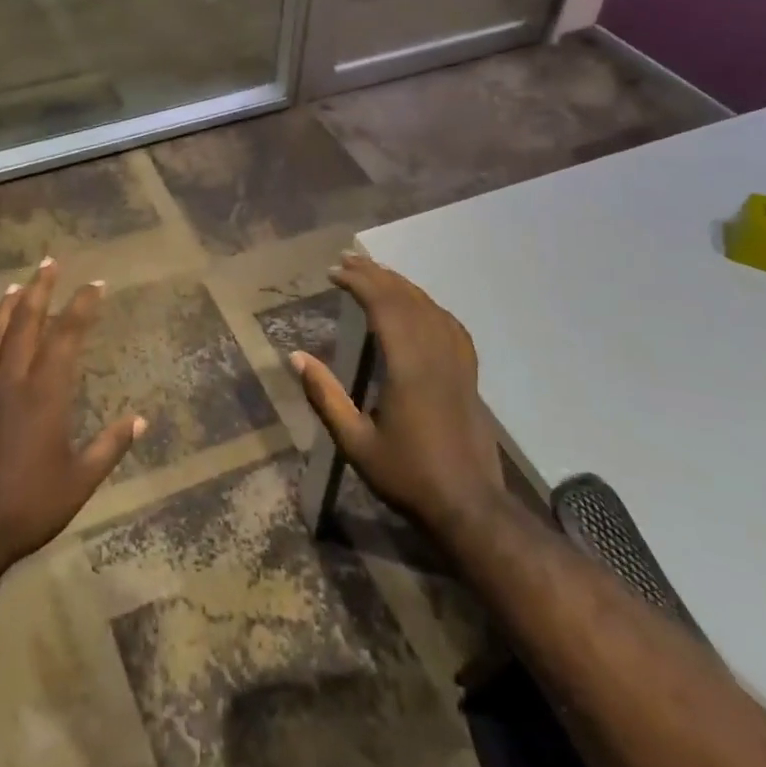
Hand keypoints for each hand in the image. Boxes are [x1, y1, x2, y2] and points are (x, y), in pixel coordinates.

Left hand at [0, 258, 144, 588]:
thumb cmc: (27, 508)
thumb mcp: (79, 482)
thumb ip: (110, 447)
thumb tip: (141, 420)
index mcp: (44, 395)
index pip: (66, 337)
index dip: (81, 307)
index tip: (95, 285)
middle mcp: (10, 384)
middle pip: (25, 326)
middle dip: (40, 291)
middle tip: (49, 263)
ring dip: (5, 311)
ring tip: (15, 287)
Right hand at [293, 253, 510, 546]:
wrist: (469, 506)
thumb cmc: (407, 476)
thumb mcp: (355, 443)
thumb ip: (325, 397)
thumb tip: (296, 357)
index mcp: (408, 366)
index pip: (384, 306)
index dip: (359, 282)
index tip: (334, 272)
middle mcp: (435, 354)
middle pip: (406, 298)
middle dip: (376, 274)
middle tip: (347, 260)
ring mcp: (457, 362)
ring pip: (430, 306)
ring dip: (401, 284)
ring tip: (376, 273)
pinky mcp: (469, 374)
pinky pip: (450, 324)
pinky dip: (428, 305)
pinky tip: (419, 306)